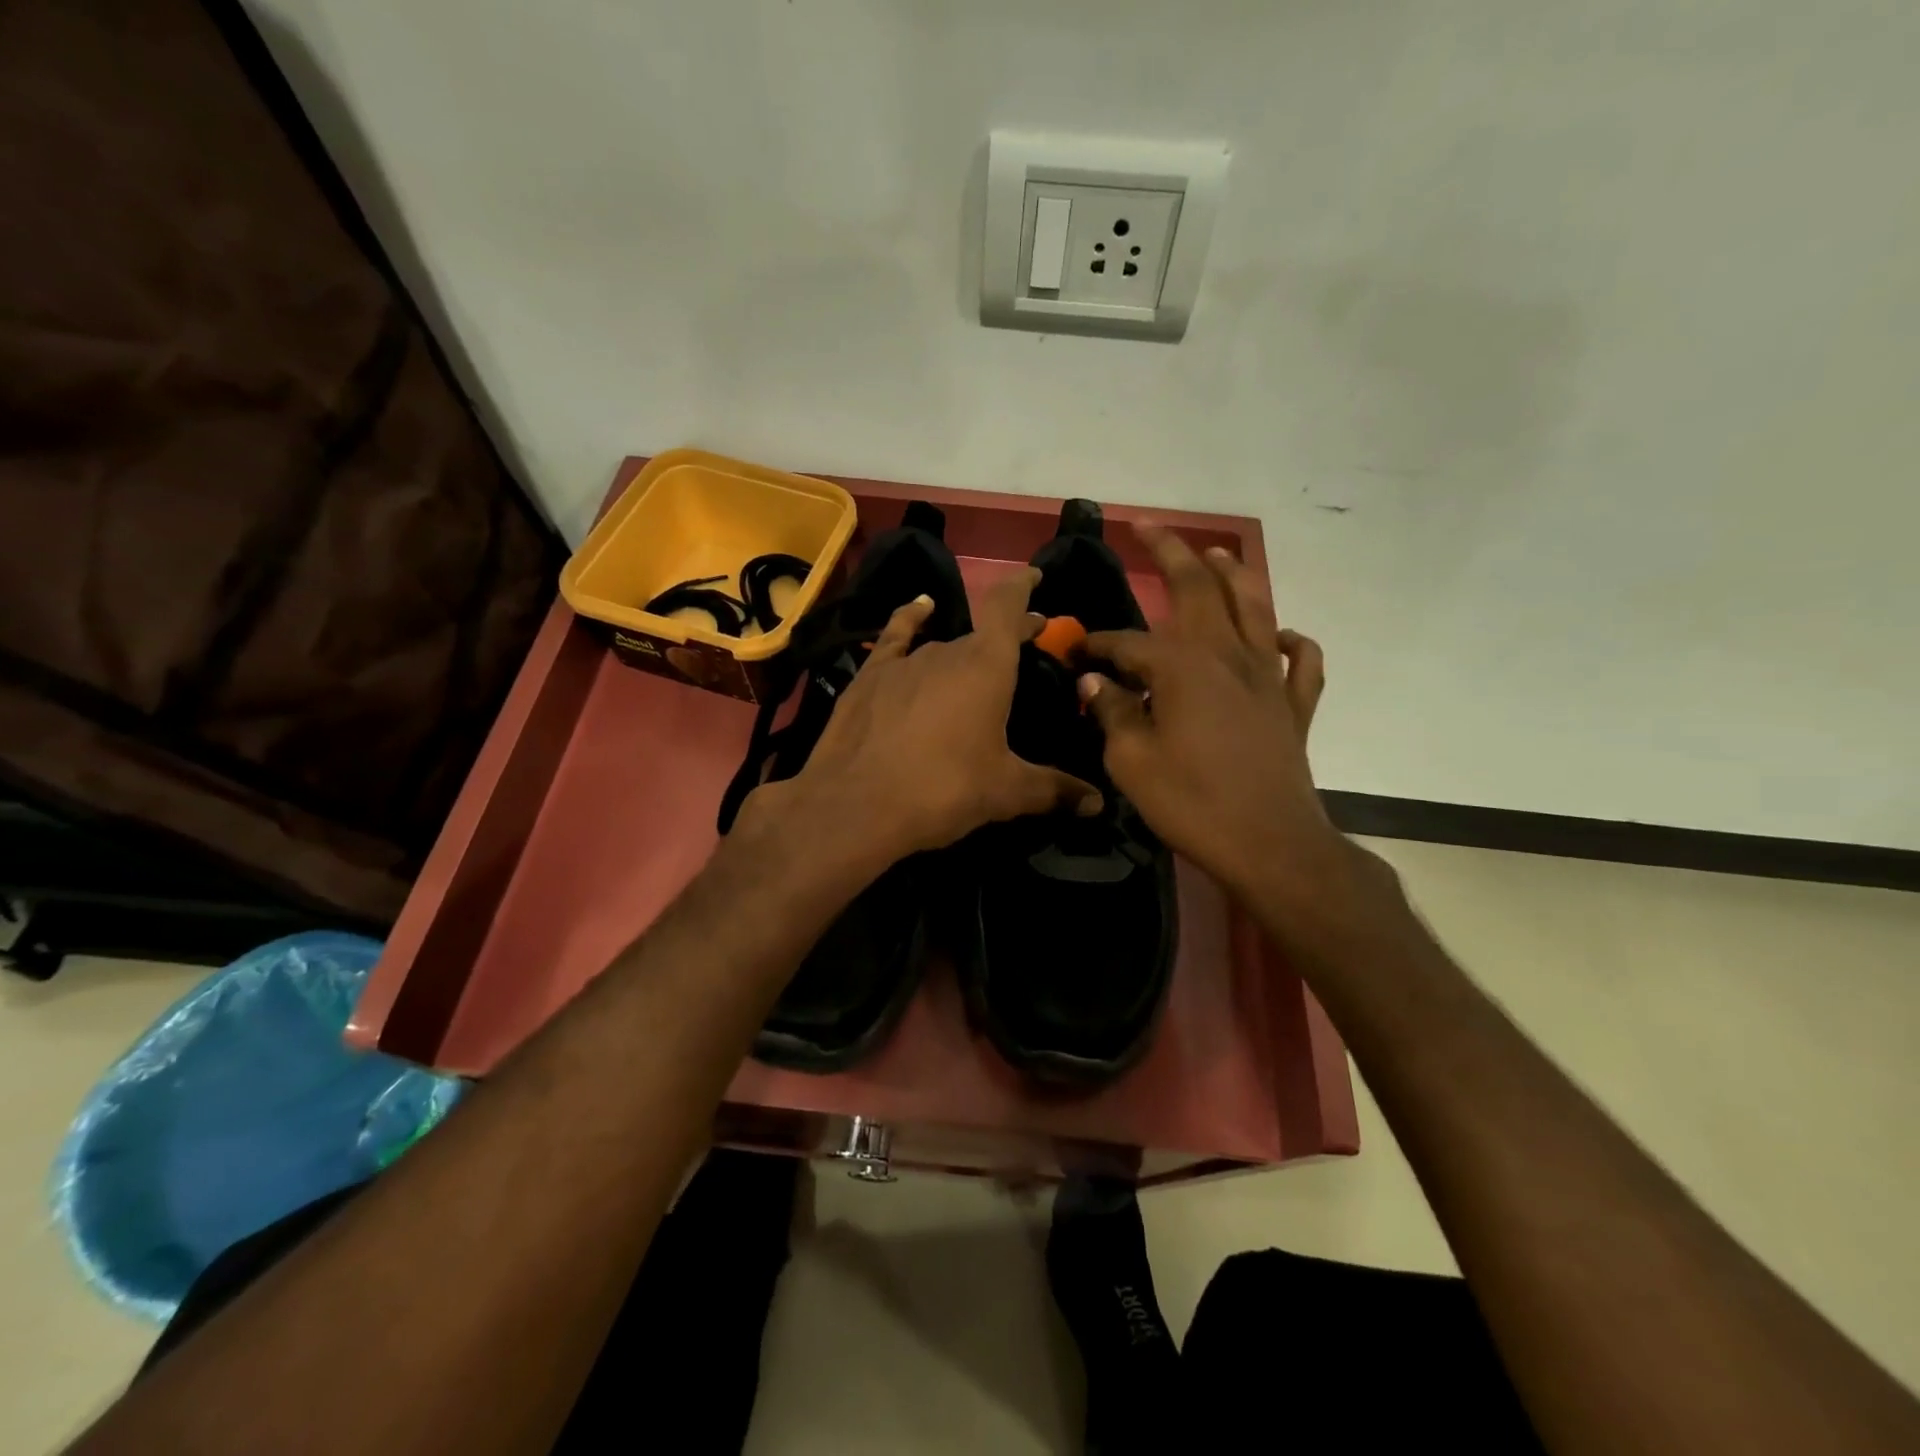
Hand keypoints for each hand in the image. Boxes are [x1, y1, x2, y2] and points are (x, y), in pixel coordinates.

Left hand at [749, 567, 1101, 867]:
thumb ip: (1055, 790)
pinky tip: (919, 609)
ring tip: (975, 664)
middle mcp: (947, 651)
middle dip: (1005, 638)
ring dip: (963, 650)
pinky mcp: (869, 676)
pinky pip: (896, 636)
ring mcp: (904, 661)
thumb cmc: (943, 790)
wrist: (856, 805)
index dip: (1023, 588)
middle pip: (982, 634)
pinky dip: (910, 620)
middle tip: (1023, 649)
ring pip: (943, 645)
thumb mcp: (1006, 793)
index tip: (1035, 576)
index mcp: (987, 667)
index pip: (1009, 608)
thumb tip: (1098, 804)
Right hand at [1079, 527, 1342, 905]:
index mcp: (1183, 668)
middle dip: (1171, 553)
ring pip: (1255, 607)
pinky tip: (1278, 637)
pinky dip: (1291, 641)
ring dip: (1234, 574)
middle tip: (1150, 528)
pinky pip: (1301, 660)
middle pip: (1200, 589)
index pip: (1129, 642)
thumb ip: (1111, 713)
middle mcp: (1229, 656)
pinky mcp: (1294, 705)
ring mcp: (1268, 677)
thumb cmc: (1192, 803)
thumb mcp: (1132, 762)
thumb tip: (1094, 681)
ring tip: (1217, 552)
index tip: (1075, 652)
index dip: (1098, 644)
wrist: (1270, 845)